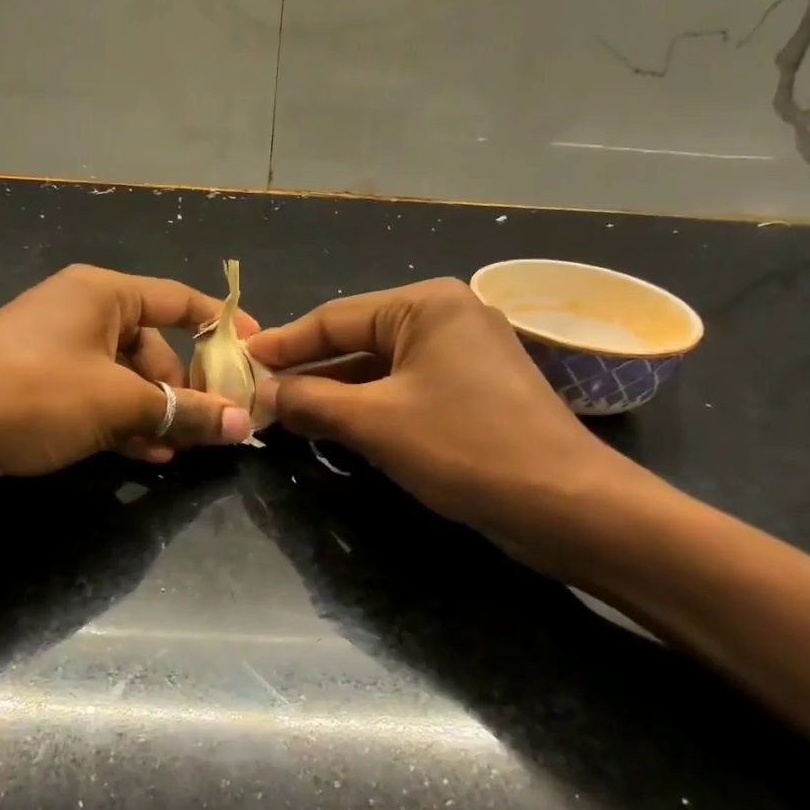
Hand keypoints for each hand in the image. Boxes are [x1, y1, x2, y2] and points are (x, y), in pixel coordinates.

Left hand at [0, 264, 256, 491]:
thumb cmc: (31, 394)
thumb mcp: (116, 403)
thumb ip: (181, 411)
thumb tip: (241, 423)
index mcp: (103, 293)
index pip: (179, 300)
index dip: (222, 325)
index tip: (256, 353)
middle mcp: (82, 311)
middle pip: (153, 345)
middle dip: (184, 387)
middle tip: (213, 425)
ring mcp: (56, 348)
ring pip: (125, 377)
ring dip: (154, 411)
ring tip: (179, 450)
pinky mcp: (36, 383)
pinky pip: (95, 396)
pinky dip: (120, 421)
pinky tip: (142, 455)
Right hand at [247, 279, 640, 570]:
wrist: (567, 504)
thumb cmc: (466, 448)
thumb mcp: (376, 423)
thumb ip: (313, 401)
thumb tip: (266, 394)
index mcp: (426, 305)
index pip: (334, 317)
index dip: (284, 343)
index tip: (241, 361)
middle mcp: (447, 317)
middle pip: (358, 341)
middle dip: (309, 371)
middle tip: (259, 393)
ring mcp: (465, 355)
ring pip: (381, 370)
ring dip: (337, 394)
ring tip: (287, 415)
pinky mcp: (475, 392)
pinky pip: (407, 391)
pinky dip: (370, 408)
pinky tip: (337, 428)